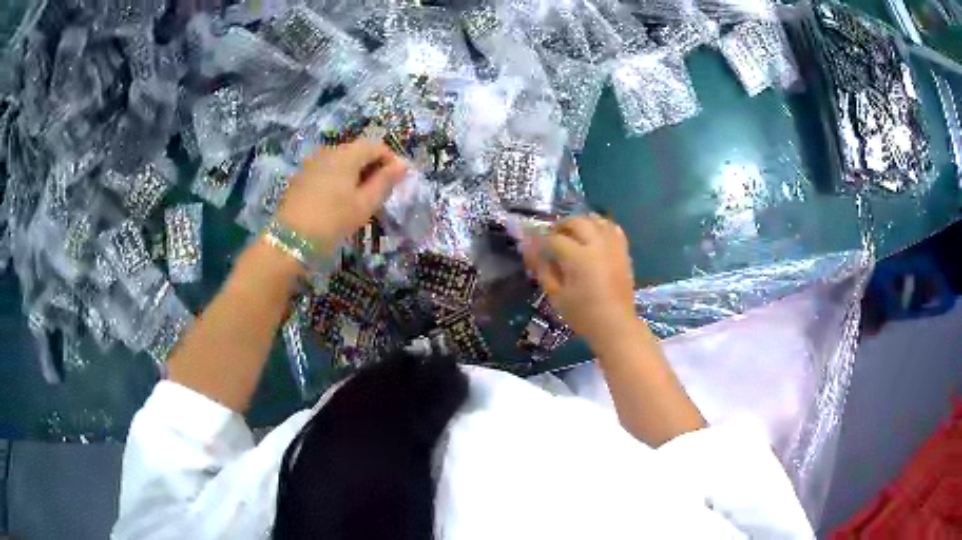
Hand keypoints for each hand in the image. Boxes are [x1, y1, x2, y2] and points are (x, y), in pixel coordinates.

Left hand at [276, 139, 407, 252]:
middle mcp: (329, 151)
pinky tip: (338, 200)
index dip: (390, 160)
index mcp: (347, 154)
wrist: (290, 240)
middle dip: (372, 166)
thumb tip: (402, 165)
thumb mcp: (364, 204)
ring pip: (341, 161)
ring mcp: (312, 163)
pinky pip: (327, 170)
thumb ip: (385, 182)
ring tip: (360, 197)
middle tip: (380, 192)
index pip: (376, 146)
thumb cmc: (332, 221)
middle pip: (357, 151)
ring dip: (355, 173)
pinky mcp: (301, 176)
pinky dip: (339, 179)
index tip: (398, 180)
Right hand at [522, 215, 638, 347]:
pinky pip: (613, 228)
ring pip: (596, 220)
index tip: (532, 244)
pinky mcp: (623, 251)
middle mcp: (597, 245)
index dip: (540, 240)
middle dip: (561, 226)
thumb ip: (543, 269)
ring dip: (581, 223)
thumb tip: (531, 250)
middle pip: (577, 222)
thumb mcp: (556, 295)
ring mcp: (613, 246)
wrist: (615, 325)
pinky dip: (601, 227)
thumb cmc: (582, 314)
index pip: (554, 239)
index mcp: (578, 257)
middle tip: (552, 238)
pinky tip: (594, 236)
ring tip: (573, 234)